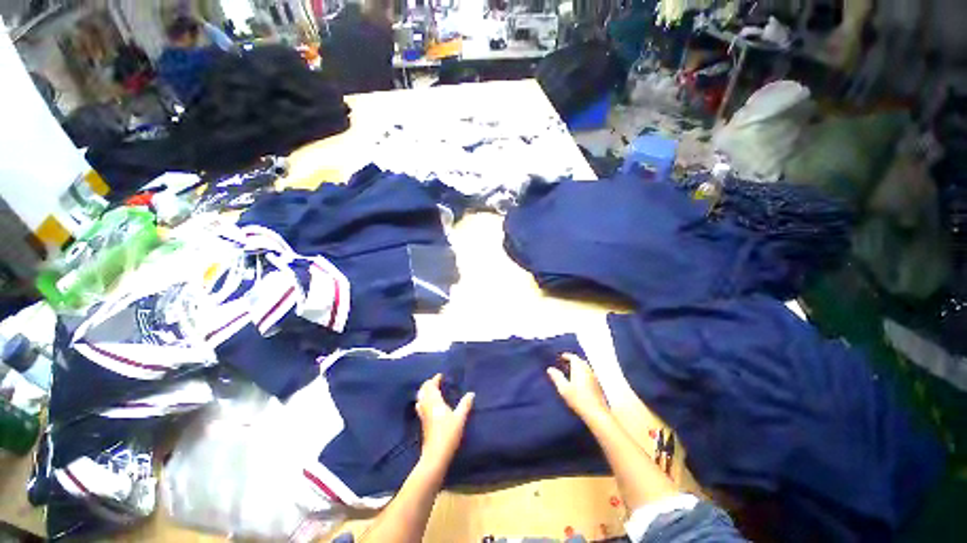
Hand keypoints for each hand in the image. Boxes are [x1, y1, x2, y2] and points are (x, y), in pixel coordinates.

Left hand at [415, 374, 474, 467]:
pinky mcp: (423, 423)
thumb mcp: (460, 418)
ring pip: (420, 398)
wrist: (435, 454)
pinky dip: (423, 400)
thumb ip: (465, 404)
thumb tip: (471, 393)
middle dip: (428, 384)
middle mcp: (427, 406)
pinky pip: (420, 406)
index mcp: (435, 402)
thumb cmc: (448, 434)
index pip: (431, 386)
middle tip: (435, 381)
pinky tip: (426, 405)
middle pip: (423, 391)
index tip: (440, 375)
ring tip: (431, 390)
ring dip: (424, 391)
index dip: (435, 379)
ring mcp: (423, 415)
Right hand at [547, 353, 608, 419]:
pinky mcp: (597, 385)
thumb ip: (557, 377)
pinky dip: (582, 372)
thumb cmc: (578, 399)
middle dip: (572, 360)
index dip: (567, 356)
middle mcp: (588, 370)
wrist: (596, 413)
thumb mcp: (564, 388)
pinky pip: (588, 373)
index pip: (573, 357)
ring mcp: (594, 377)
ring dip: (578, 366)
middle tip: (565, 363)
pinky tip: (579, 380)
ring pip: (585, 367)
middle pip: (580, 361)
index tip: (561, 357)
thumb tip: (550, 369)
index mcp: (579, 368)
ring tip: (570, 371)